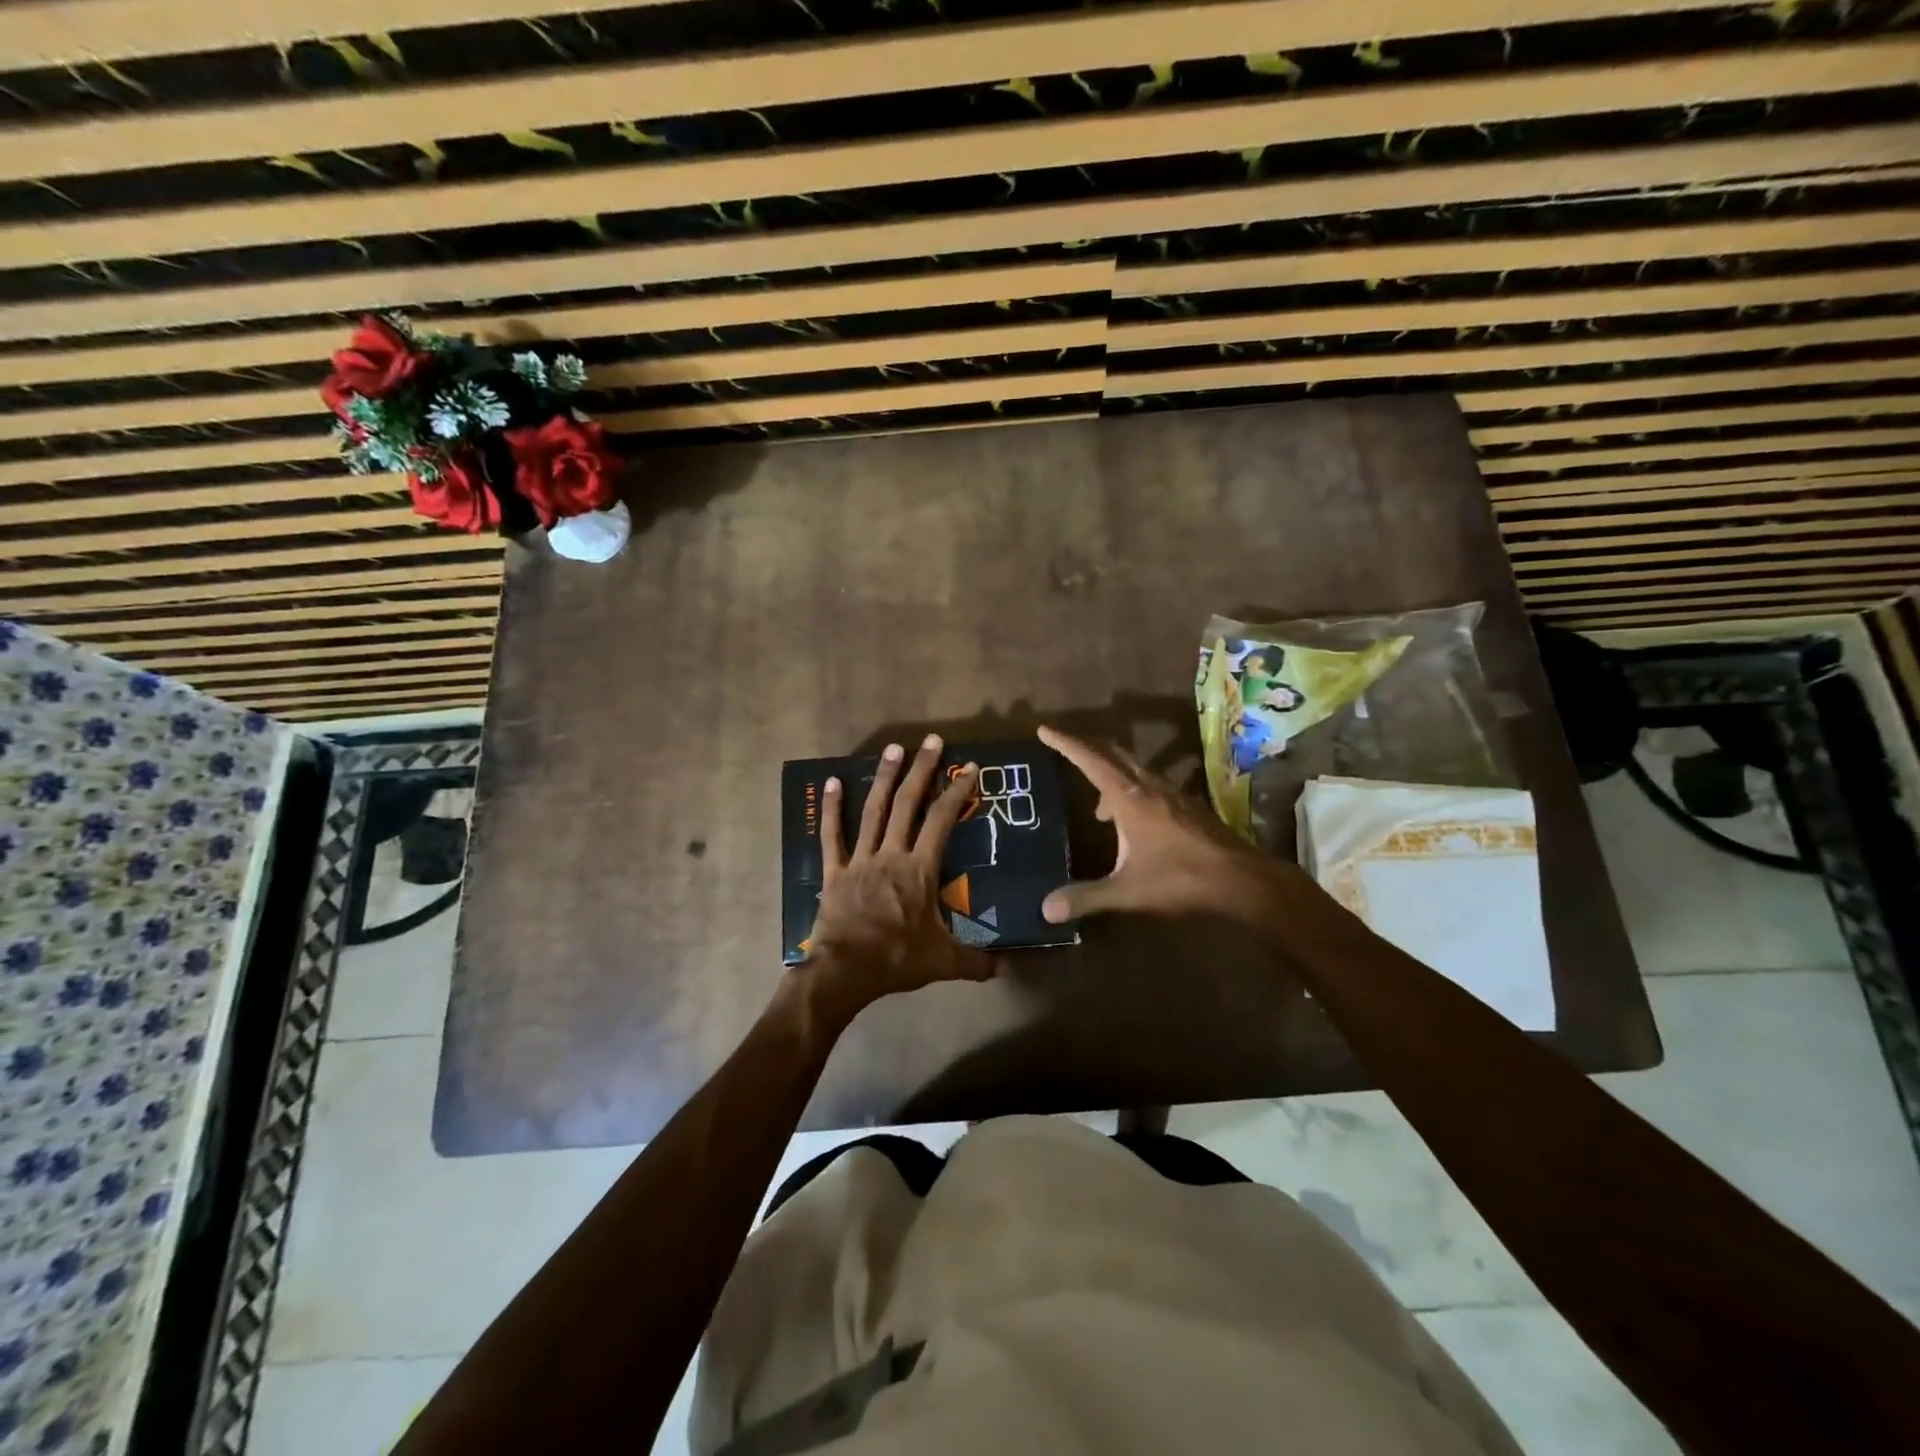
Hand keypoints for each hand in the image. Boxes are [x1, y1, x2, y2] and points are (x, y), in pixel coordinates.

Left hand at [804, 735, 996, 1007]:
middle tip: (932, 741)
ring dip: (884, 778)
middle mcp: (891, 854)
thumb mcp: (944, 962)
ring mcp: (860, 859)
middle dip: (922, 770)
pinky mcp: (835, 871)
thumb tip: (1004, 968)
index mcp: (920, 869)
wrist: (846, 970)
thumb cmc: (898, 959)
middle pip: (908, 804)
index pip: (942, 821)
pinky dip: (831, 809)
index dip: (956, 792)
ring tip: (893, 748)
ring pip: (873, 811)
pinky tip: (832, 782)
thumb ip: (976, 962)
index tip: (968, 768)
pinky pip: (831, 836)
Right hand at [1038, 724, 1295, 926]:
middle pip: (1114, 754)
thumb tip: (1045, 909)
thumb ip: (1086, 897)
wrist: (1242, 880)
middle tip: (1065, 749)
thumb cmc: (1181, 879)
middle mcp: (1150, 787)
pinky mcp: (1188, 807)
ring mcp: (1173, 794)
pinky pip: (1149, 785)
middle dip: (1087, 748)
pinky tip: (1130, 822)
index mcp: (1130, 798)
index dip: (1066, 744)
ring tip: (1096, 805)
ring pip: (1134, 769)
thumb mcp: (1128, 891)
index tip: (1044, 730)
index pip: (1091, 760)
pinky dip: (1130, 791)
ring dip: (1110, 774)